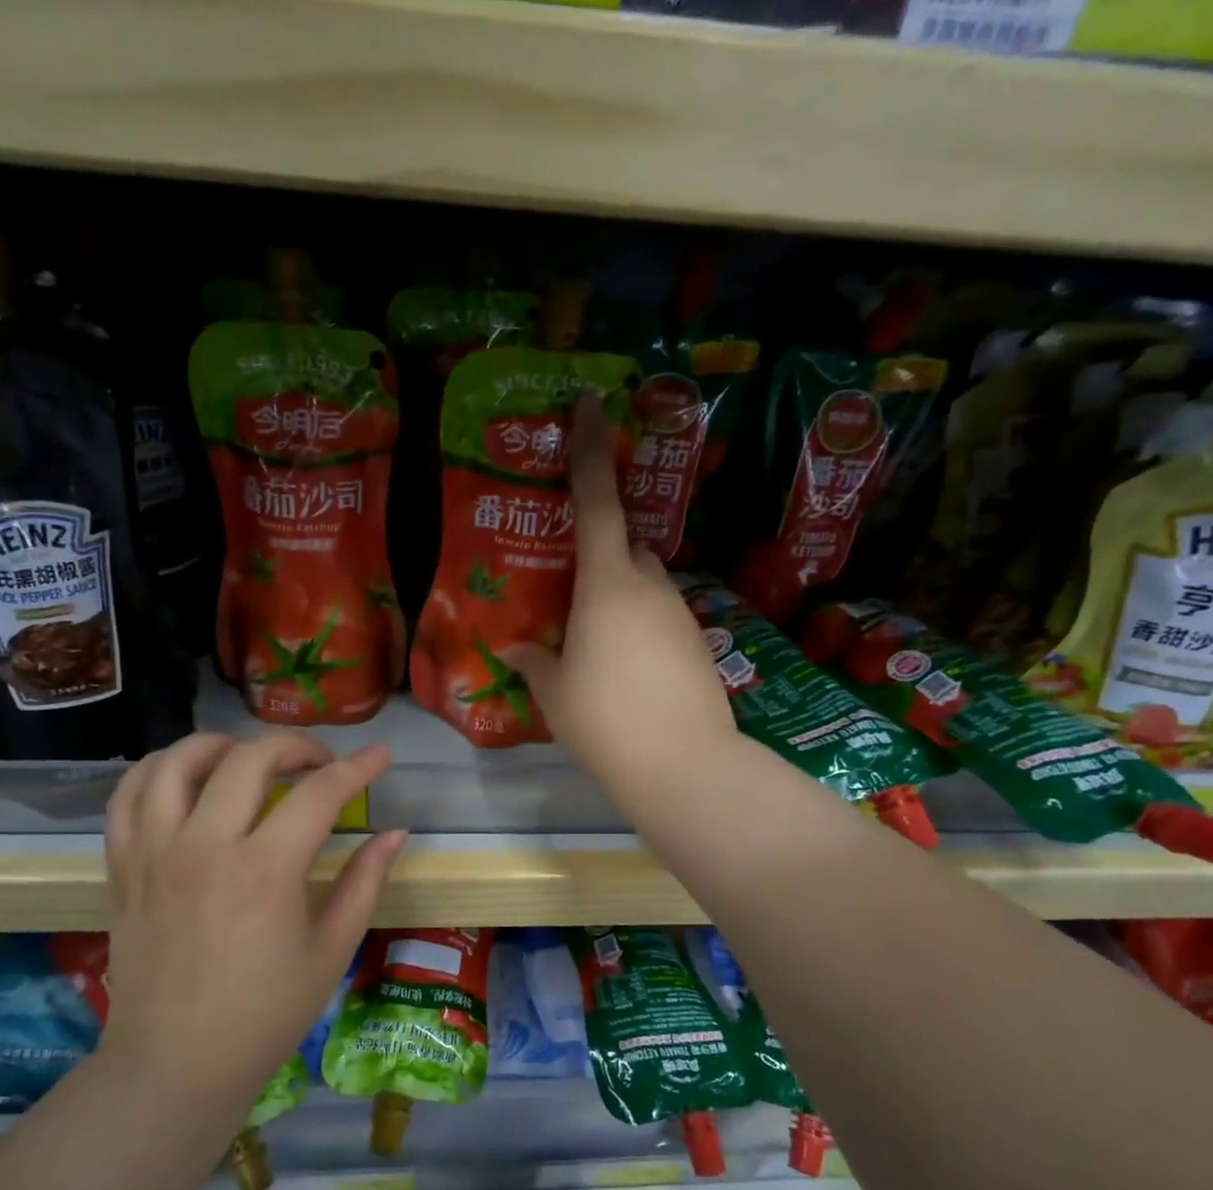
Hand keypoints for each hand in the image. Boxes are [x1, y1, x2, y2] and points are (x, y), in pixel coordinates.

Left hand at [98, 732, 405, 1104]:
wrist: (175, 1064)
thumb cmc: (265, 1013)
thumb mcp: (332, 949)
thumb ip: (365, 881)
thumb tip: (395, 832)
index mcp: (265, 871)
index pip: (320, 792)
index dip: (358, 767)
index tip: (380, 756)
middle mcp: (204, 847)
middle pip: (249, 758)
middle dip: (295, 745)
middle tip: (319, 763)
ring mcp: (154, 853)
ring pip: (178, 761)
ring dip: (222, 745)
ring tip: (249, 758)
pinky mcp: (122, 866)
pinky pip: (128, 794)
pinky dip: (158, 769)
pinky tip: (187, 777)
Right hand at [503, 392, 736, 798]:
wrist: (683, 765)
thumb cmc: (604, 721)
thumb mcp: (554, 692)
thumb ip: (534, 661)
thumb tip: (514, 648)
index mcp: (607, 584)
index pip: (596, 502)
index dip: (591, 449)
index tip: (592, 401)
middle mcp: (649, 586)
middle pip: (627, 547)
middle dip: (603, 556)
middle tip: (573, 593)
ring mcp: (680, 614)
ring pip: (646, 586)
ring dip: (621, 598)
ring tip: (597, 645)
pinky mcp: (698, 643)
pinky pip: (661, 618)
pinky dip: (641, 629)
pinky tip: (627, 671)